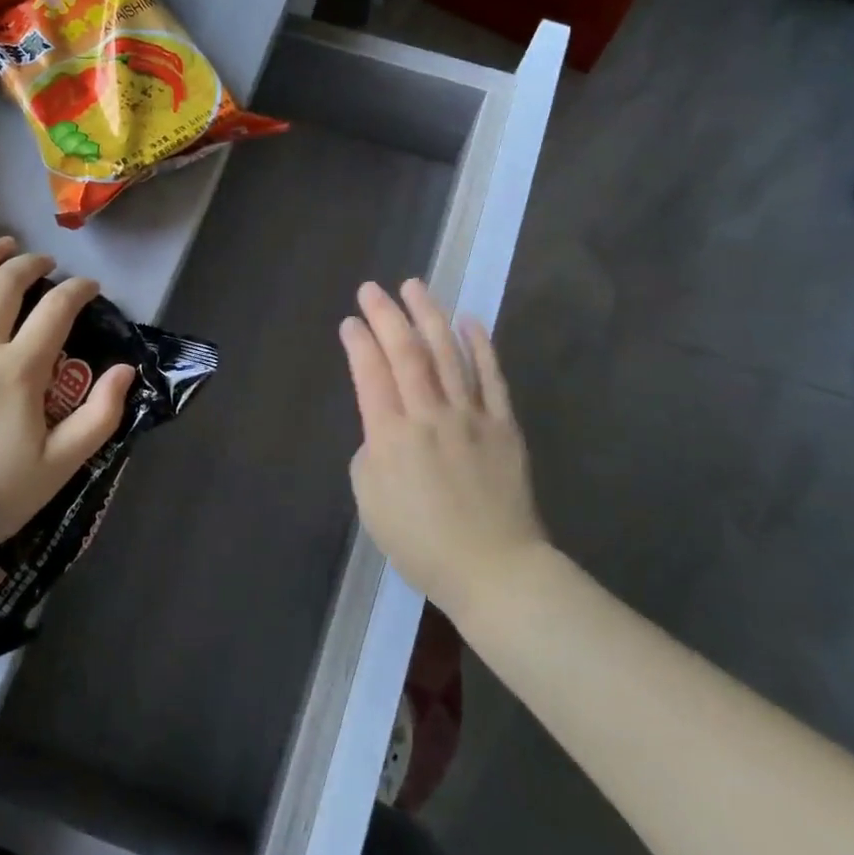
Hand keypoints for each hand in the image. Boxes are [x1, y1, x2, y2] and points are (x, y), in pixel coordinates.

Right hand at [339, 278, 546, 620]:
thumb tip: (383, 427)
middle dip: (386, 315)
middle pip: (406, 352)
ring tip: (415, 286)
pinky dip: (480, 345)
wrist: (493, 568)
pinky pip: (491, 377)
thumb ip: (370, 454)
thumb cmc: (421, 544)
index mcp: (391, 437)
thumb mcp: (371, 504)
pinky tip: (469, 320)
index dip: (358, 342)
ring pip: (447, 353)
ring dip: (429, 316)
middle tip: (372, 288)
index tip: (350, 321)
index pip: (370, 374)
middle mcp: (429, 415)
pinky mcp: (503, 424)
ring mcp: (470, 416)